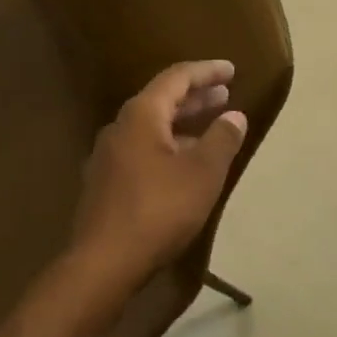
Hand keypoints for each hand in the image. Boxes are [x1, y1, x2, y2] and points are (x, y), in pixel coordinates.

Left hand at [73, 60, 248, 288]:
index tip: (231, 70)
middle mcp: (120, 127)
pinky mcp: (105, 183)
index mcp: (141, 115)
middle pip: (161, 100)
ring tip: (211, 127)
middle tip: (225, 95)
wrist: (101, 265)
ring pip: (151, 127)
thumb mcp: (202, 173)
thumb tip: (234, 116)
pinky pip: (142, 149)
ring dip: (183, 123)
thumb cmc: (158, 210)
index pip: (176, 78)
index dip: (206, 72)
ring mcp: (108, 157)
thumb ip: (222, 139)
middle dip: (196, 96)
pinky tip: (184, 163)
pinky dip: (168, 145)